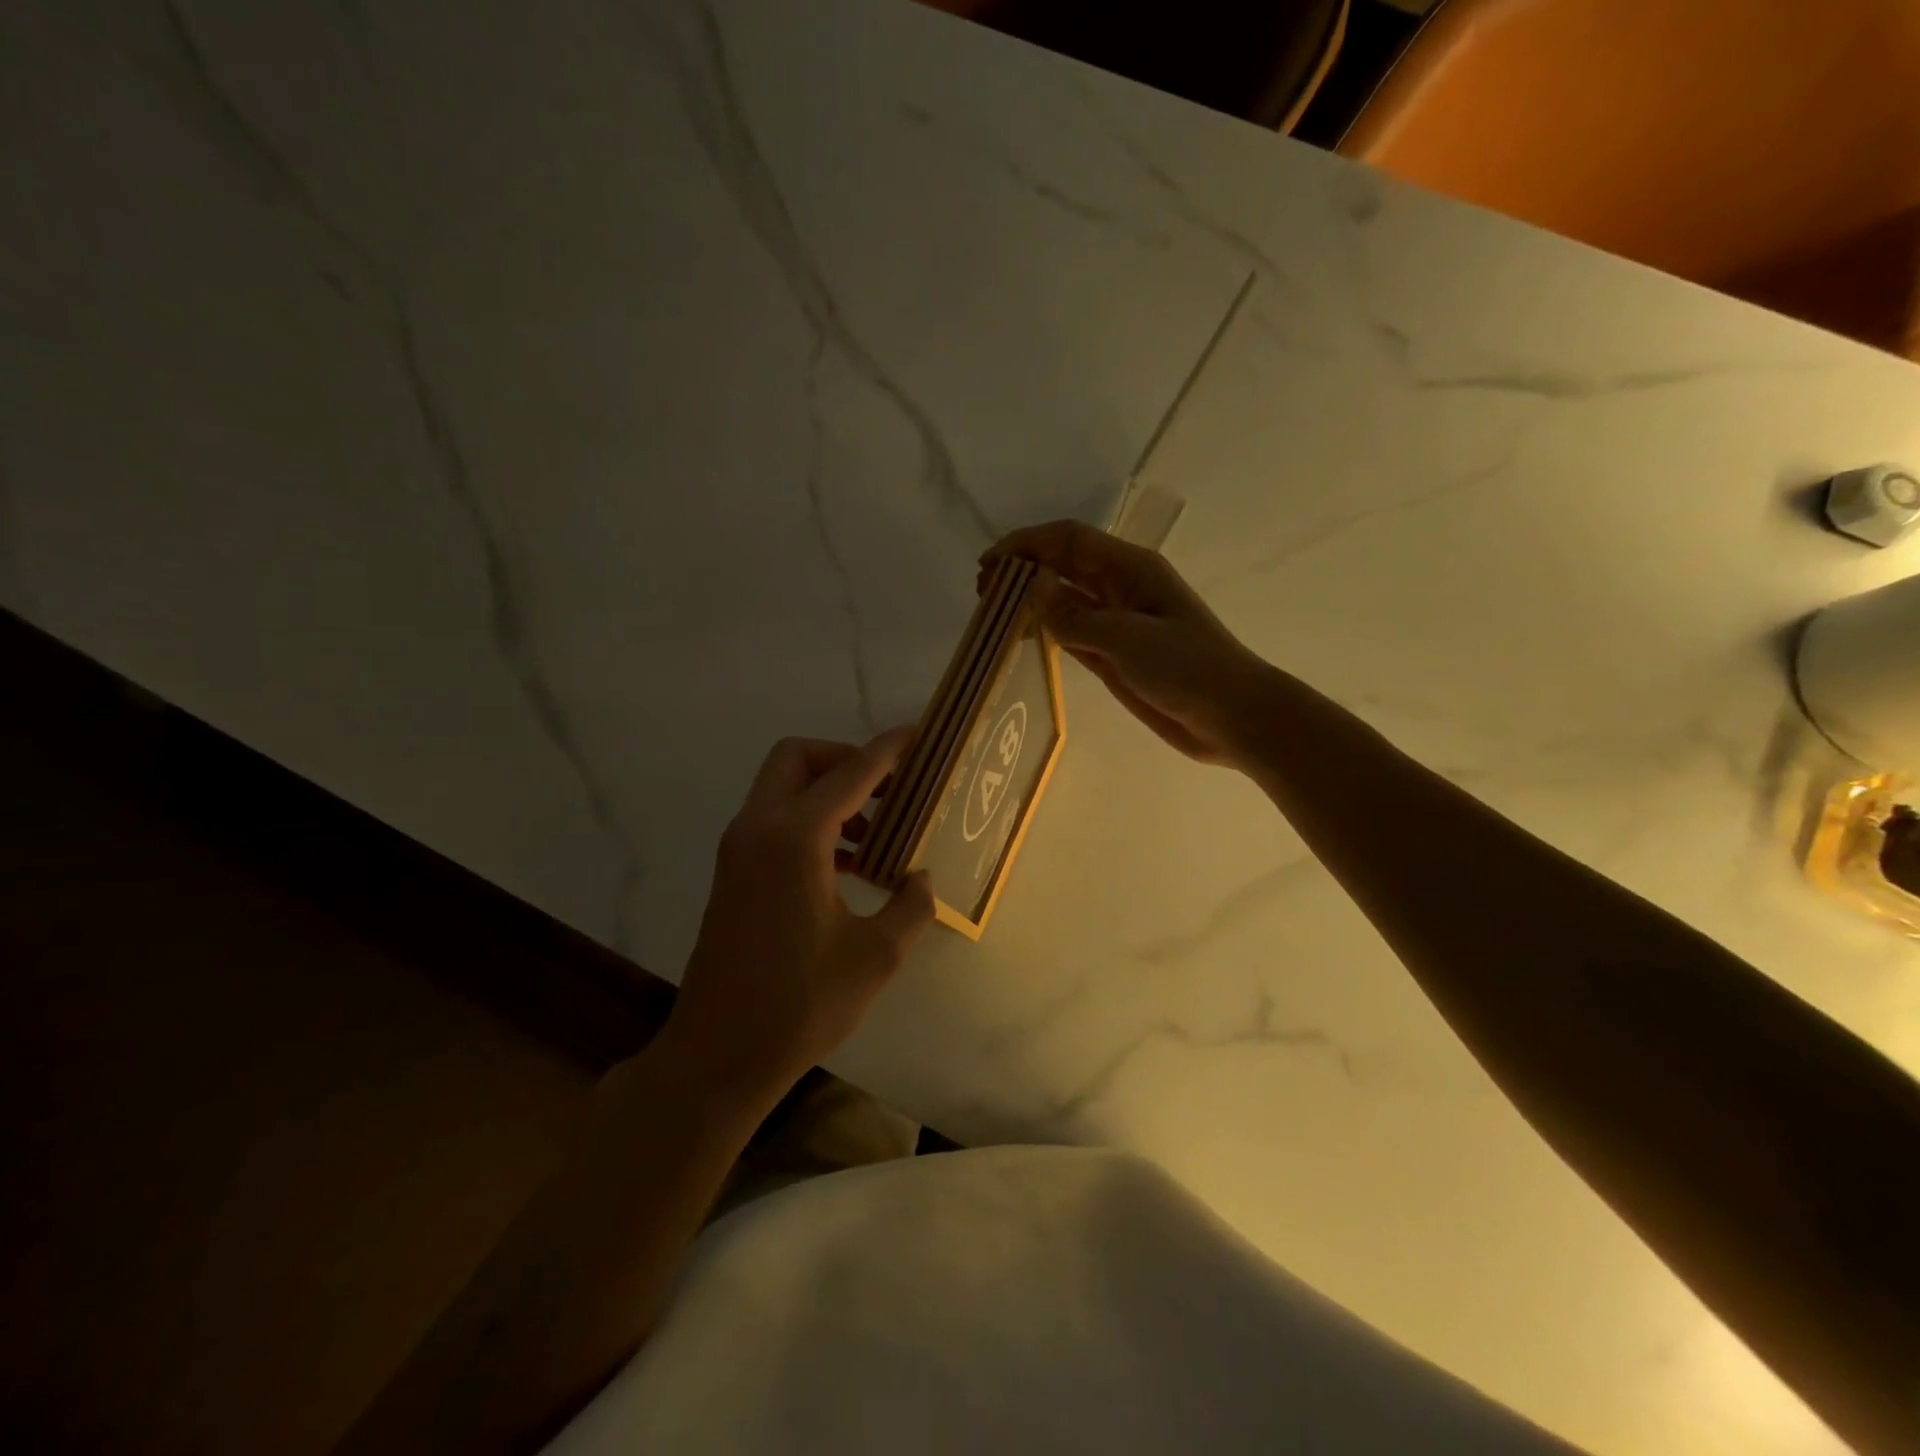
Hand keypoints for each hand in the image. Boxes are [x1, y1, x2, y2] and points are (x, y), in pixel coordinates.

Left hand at [658, 730, 935, 1107]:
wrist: (718, 1055)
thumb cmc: (800, 1003)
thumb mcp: (876, 956)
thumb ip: (911, 906)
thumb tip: (921, 879)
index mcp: (795, 838)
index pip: (850, 772)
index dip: (888, 750)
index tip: (918, 737)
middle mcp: (759, 828)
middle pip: (798, 758)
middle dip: (845, 759)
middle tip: (888, 788)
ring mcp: (738, 850)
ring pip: (782, 787)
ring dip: (828, 792)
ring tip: (876, 832)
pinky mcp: (732, 873)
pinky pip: (773, 820)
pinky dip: (810, 820)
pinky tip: (846, 864)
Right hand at [983, 519, 1274, 769]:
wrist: (1232, 716)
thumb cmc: (1187, 668)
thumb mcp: (1127, 638)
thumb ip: (1075, 615)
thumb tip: (1030, 589)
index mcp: (1130, 569)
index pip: (1069, 541)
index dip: (1026, 544)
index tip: (988, 564)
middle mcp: (1120, 588)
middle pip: (1063, 566)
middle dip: (1022, 571)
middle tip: (983, 592)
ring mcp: (1117, 623)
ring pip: (1064, 600)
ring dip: (1030, 601)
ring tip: (992, 614)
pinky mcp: (1114, 655)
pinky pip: (1071, 633)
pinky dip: (1046, 631)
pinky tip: (1023, 638)